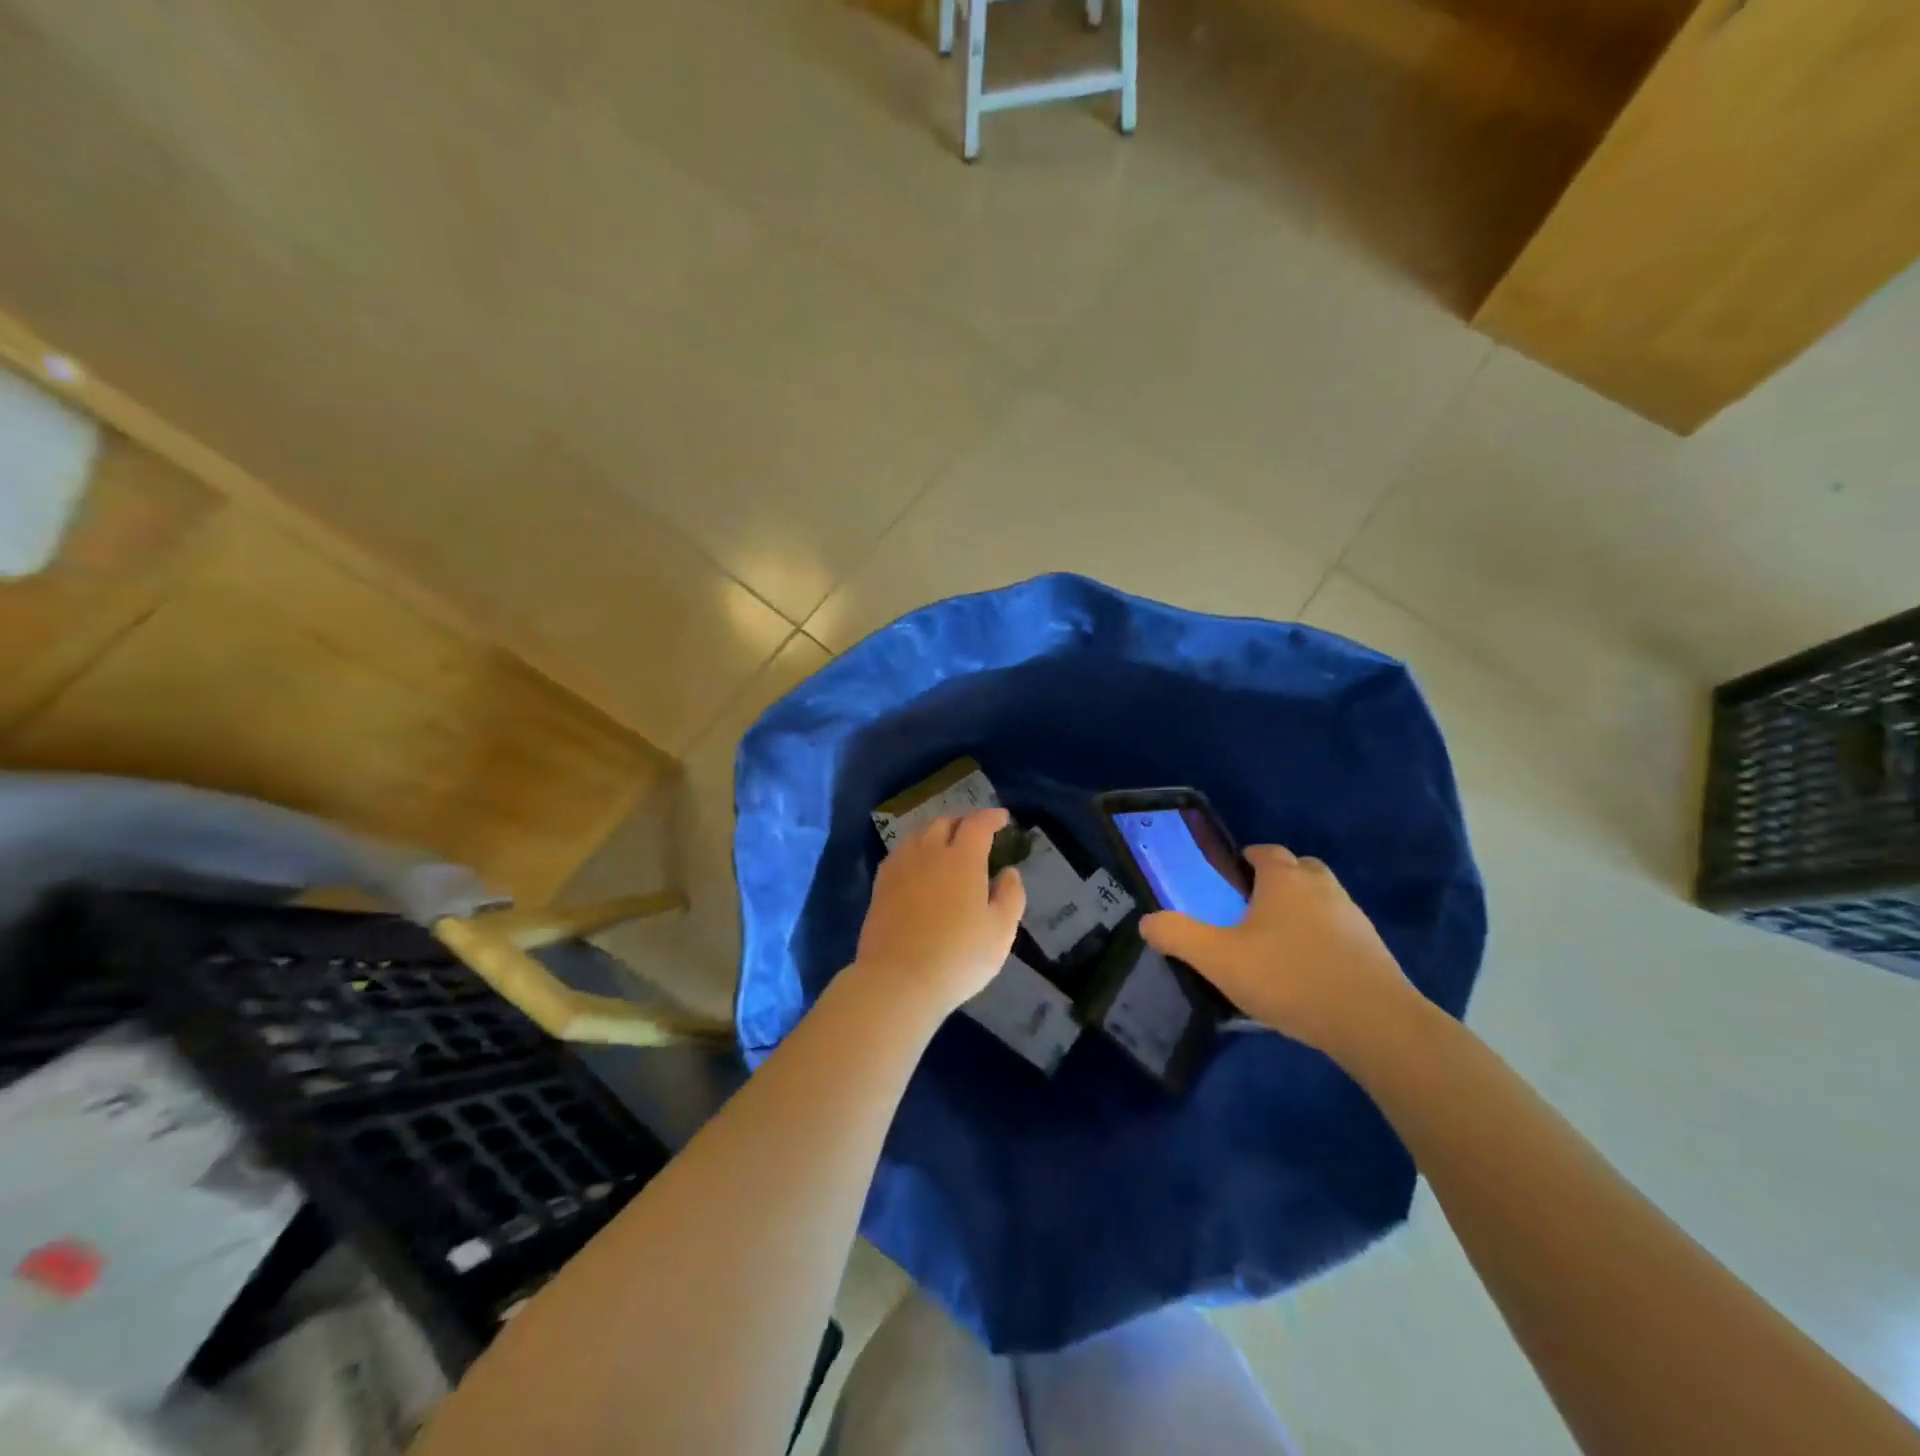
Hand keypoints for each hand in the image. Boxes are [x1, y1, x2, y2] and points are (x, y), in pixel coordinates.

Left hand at [852, 808, 1027, 1019]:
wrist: (898, 980)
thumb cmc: (958, 957)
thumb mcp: (1001, 931)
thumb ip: (1010, 896)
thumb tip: (1009, 872)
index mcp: (962, 859)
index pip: (978, 824)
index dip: (992, 817)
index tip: (1003, 819)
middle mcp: (929, 852)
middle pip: (944, 822)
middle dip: (962, 822)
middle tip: (974, 834)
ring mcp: (900, 867)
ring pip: (918, 834)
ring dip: (935, 833)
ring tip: (945, 846)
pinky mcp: (880, 885)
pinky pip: (900, 854)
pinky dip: (914, 850)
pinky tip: (918, 866)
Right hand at [1139, 844, 1415, 1058]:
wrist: (1374, 1023)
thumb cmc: (1288, 977)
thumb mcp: (1218, 959)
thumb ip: (1178, 935)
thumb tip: (1146, 921)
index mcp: (1284, 879)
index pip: (1264, 851)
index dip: (1244, 861)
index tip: (1228, 883)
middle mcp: (1322, 887)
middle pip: (1298, 869)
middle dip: (1276, 882)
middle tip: (1251, 912)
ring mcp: (1354, 916)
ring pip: (1322, 899)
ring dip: (1302, 911)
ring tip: (1278, 946)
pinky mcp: (1373, 949)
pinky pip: (1340, 931)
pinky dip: (1324, 940)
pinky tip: (1308, 972)